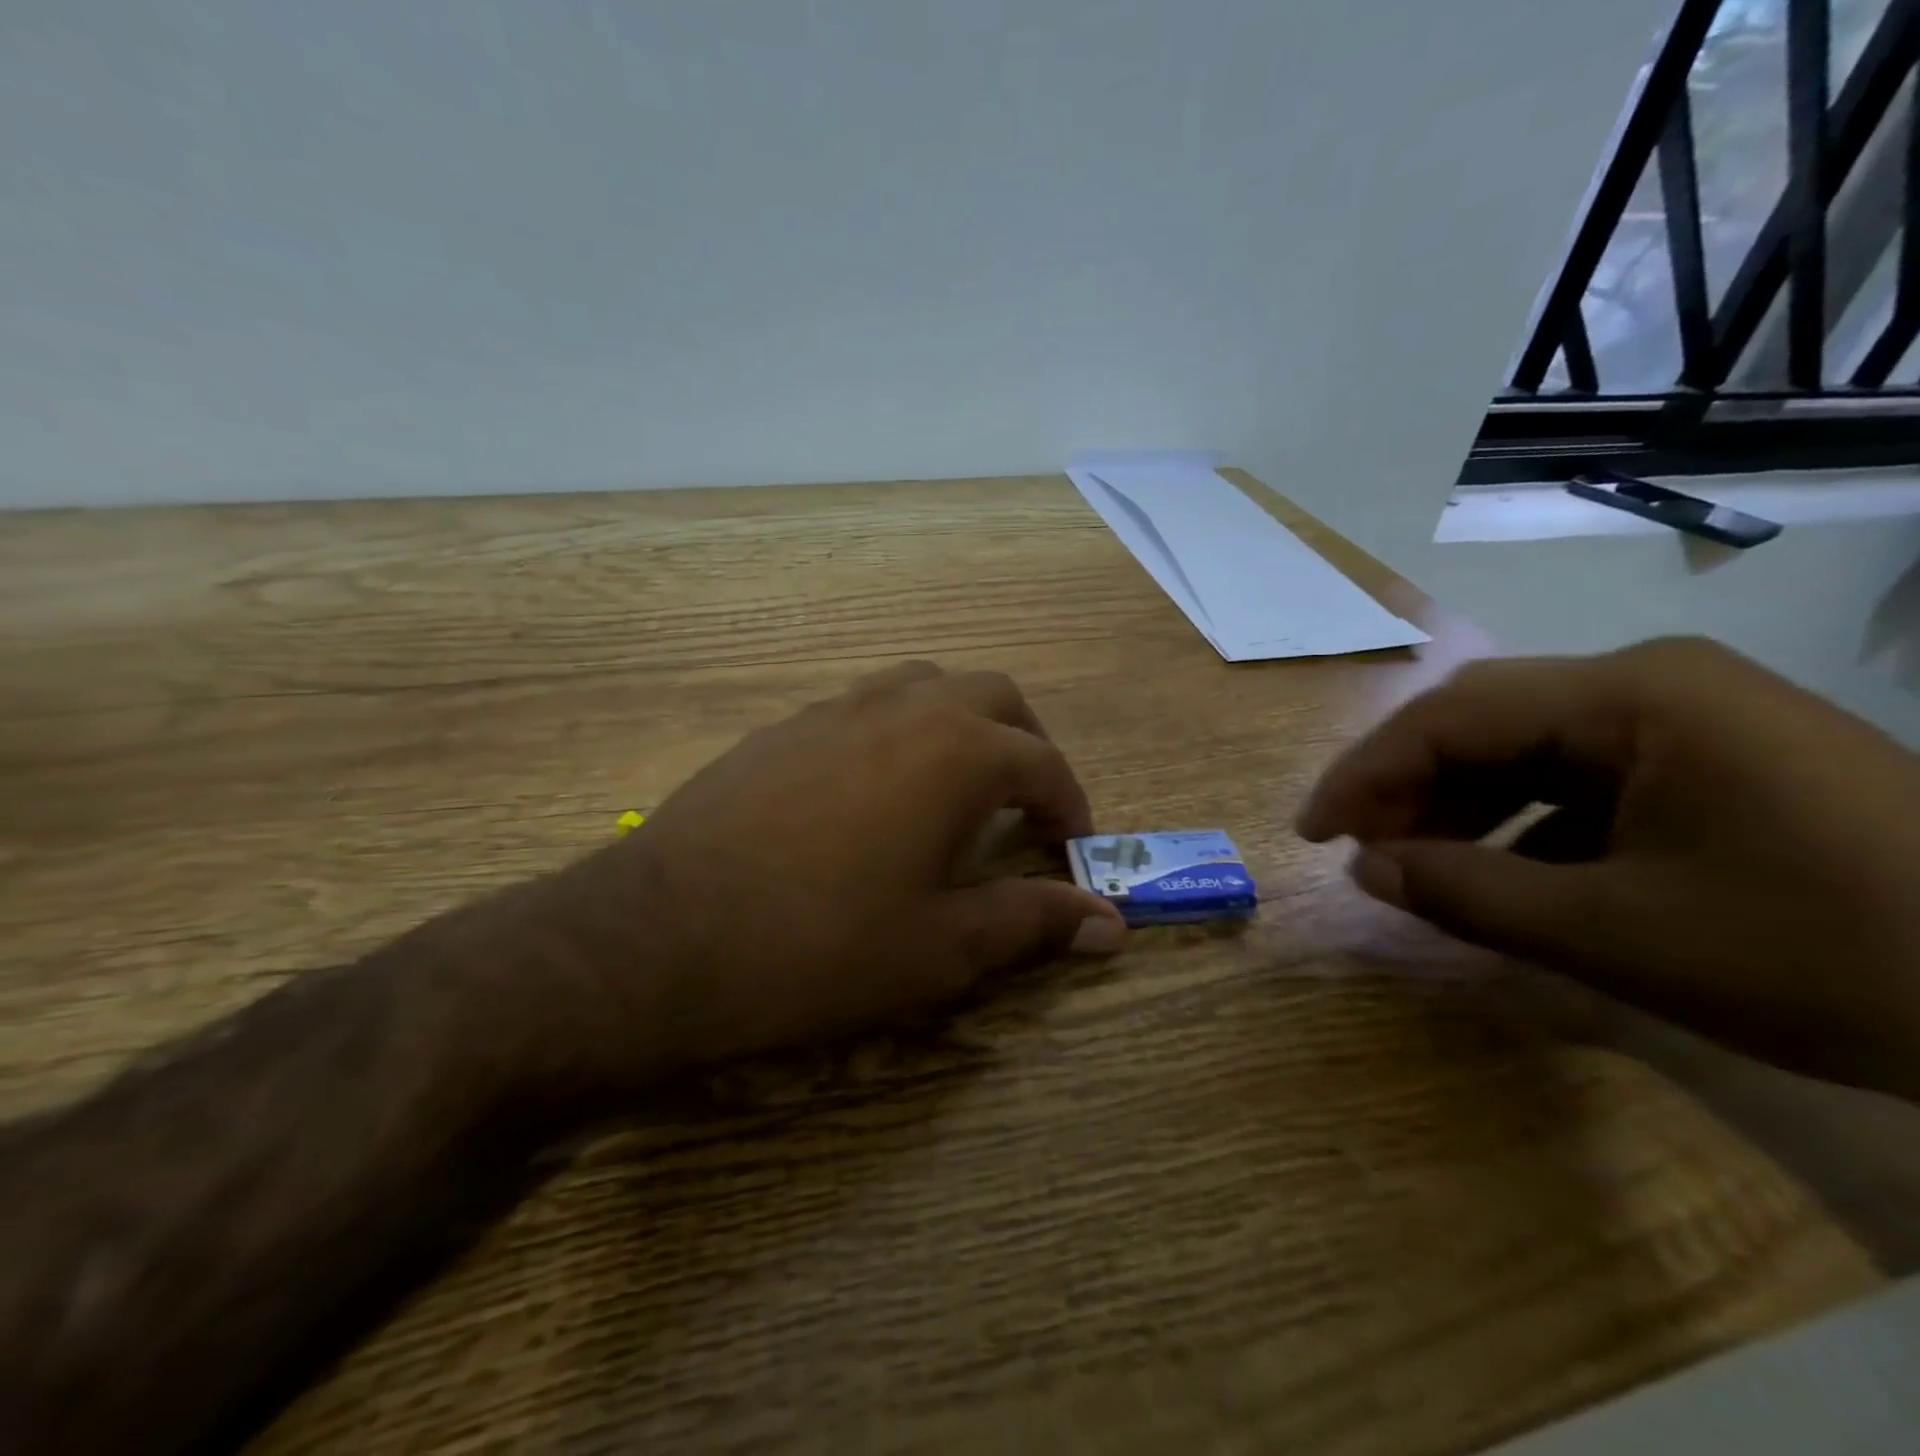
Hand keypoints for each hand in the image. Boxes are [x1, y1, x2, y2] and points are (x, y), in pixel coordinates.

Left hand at [520, 662, 1124, 1083]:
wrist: (658, 940)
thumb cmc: (819, 949)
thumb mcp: (941, 949)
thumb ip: (1032, 923)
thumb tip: (1111, 927)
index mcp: (955, 751)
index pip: (1043, 763)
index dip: (1072, 806)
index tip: (1075, 848)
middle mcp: (902, 708)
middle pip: (993, 697)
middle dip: (1026, 744)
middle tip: (1030, 804)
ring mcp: (833, 710)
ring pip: (924, 686)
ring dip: (961, 723)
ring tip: (960, 784)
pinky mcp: (781, 729)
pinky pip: (863, 707)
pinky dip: (898, 731)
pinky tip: (875, 792)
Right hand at [1297, 637, 1919, 1099]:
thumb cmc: (1833, 956)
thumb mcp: (1619, 935)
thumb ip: (1469, 893)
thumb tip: (1365, 867)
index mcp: (1632, 695)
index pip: (1449, 716)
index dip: (1365, 775)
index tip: (1312, 833)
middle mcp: (1651, 684)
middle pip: (1481, 720)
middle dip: (1405, 785)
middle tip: (1358, 849)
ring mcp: (1687, 719)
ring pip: (1524, 748)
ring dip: (1459, 804)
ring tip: (1418, 864)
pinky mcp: (1710, 760)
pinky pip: (1579, 777)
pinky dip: (1522, 821)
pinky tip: (1505, 871)